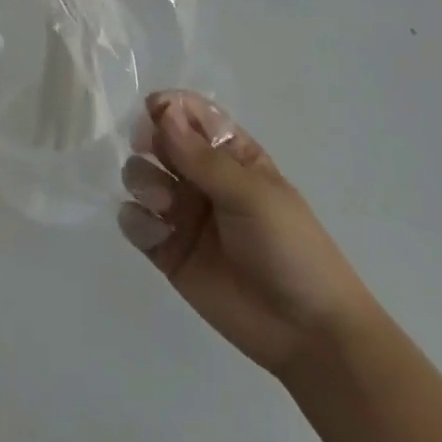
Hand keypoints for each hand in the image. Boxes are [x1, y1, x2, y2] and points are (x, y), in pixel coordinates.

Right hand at [118, 90, 374, 375]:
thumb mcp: (252, 194)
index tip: (153, 110)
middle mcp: (202, 178)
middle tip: (150, 150)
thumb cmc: (290, 249)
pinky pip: (134, 220)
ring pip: (141, 176)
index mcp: (232, 156)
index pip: (192, 116)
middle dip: (150, 141)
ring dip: (143, 180)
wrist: (307, 334)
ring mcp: (182, 214)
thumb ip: (202, 157)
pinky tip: (156, 233)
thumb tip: (162, 112)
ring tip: (165, 204)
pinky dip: (136, 219)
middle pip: (159, 141)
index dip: (170, 108)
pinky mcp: (167, 250)